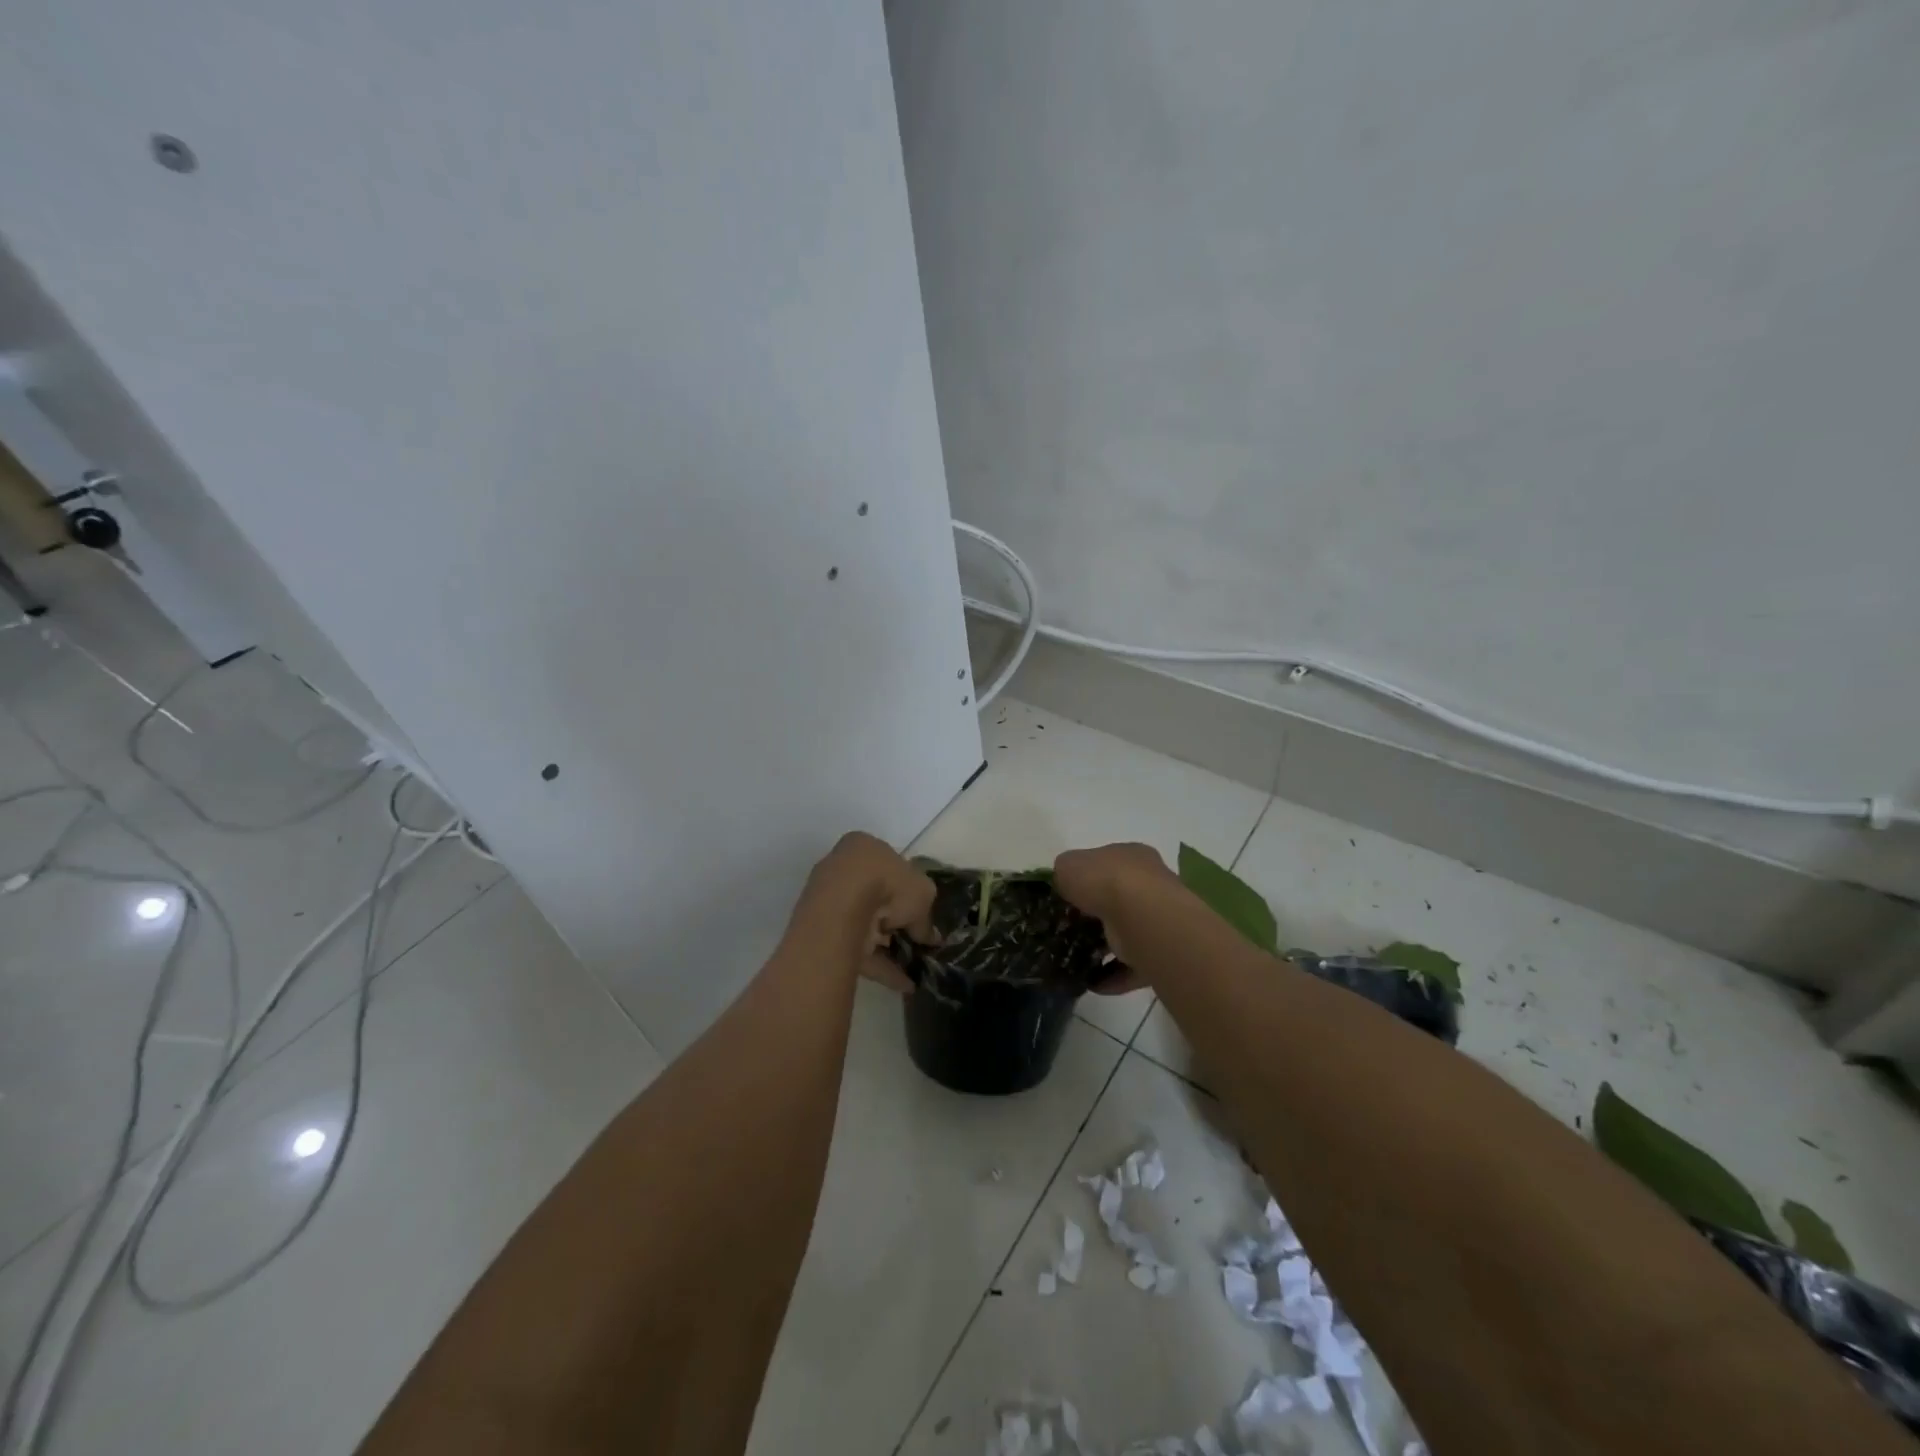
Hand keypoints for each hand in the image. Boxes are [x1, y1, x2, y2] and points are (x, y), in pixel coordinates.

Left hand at [794, 832, 935, 991]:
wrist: (842, 908)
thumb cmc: (887, 883)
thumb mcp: (923, 894)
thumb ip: (926, 916)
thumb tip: (929, 937)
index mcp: (864, 848)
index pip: (889, 867)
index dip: (907, 890)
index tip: (920, 912)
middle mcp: (842, 871)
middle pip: (875, 898)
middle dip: (896, 923)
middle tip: (916, 941)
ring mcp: (829, 903)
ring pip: (865, 927)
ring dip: (889, 948)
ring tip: (914, 968)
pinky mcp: (823, 935)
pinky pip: (856, 950)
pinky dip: (881, 967)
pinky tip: (904, 985)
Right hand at [1053, 843, 1179, 994]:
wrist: (1142, 918)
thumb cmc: (1105, 881)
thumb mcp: (1069, 864)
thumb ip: (1064, 871)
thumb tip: (1064, 881)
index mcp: (1132, 856)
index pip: (1108, 864)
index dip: (1086, 878)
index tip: (1066, 896)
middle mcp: (1151, 884)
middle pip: (1119, 899)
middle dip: (1096, 914)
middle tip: (1069, 928)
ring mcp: (1158, 919)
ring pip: (1127, 933)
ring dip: (1105, 946)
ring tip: (1076, 958)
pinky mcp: (1160, 952)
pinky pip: (1132, 966)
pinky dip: (1113, 975)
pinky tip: (1091, 982)